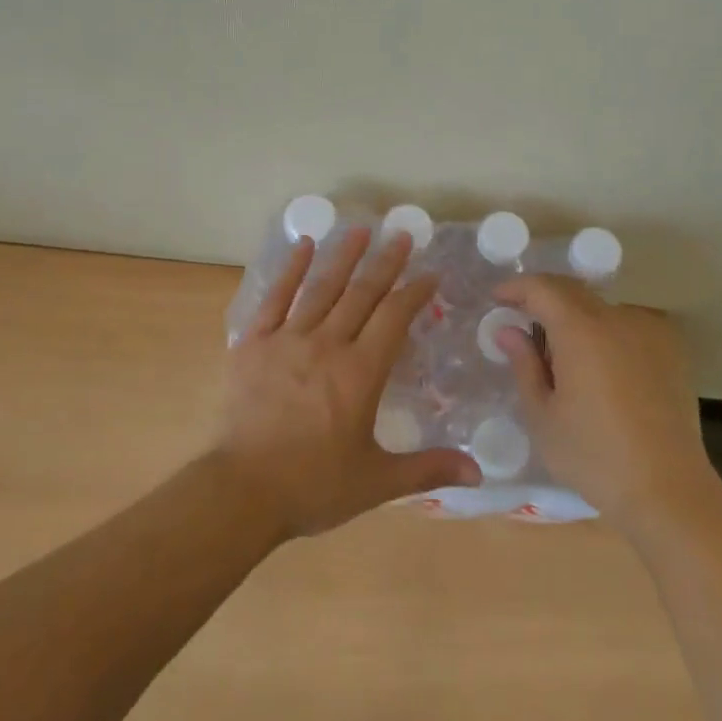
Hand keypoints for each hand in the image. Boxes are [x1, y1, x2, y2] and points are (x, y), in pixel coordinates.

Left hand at [215, 228, 481, 538]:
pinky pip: (275, 298)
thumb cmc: (313, 486)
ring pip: (322, 288)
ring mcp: (288, 339)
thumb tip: (479, 472)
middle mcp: (328, 344)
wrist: (242, 490)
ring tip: (359, 229)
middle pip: (362, 293)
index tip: (429, 274)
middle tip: (401, 235)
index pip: (395, 317)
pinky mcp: (254, 344)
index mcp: (361, 372)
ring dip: (343, 256)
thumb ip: (428, 469)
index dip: (414, 292)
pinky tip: (302, 247)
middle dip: (385, 262)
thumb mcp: (376, 481)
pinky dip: (290, 270)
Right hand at [492, 275, 716, 525]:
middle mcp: (618, 318)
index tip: (497, 299)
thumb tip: (508, 331)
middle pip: (573, 291)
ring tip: (563, 350)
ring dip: (577, 317)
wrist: (668, 489)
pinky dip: (607, 331)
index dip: (516, 288)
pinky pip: (629, 324)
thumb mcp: (543, 417)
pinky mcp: (672, 349)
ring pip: (602, 307)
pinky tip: (601, 364)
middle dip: (544, 298)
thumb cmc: (594, 457)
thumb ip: (524, 365)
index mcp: (582, 330)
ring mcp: (651, 330)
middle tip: (522, 319)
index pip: (543, 288)